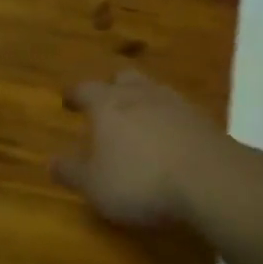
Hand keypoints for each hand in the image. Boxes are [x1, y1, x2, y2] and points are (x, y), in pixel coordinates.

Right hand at [52, 69, 237, 230]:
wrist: (210, 179)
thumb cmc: (141, 180)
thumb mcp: (95, 185)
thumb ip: (72, 172)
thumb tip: (51, 161)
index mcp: (107, 105)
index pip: (85, 89)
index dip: (74, 94)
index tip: (68, 100)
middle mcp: (140, 95)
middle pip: (122, 78)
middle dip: (111, 86)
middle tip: (105, 100)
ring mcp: (175, 103)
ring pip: (153, 90)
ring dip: (142, 99)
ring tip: (138, 117)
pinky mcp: (203, 120)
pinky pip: (177, 110)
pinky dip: (168, 118)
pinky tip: (169, 136)